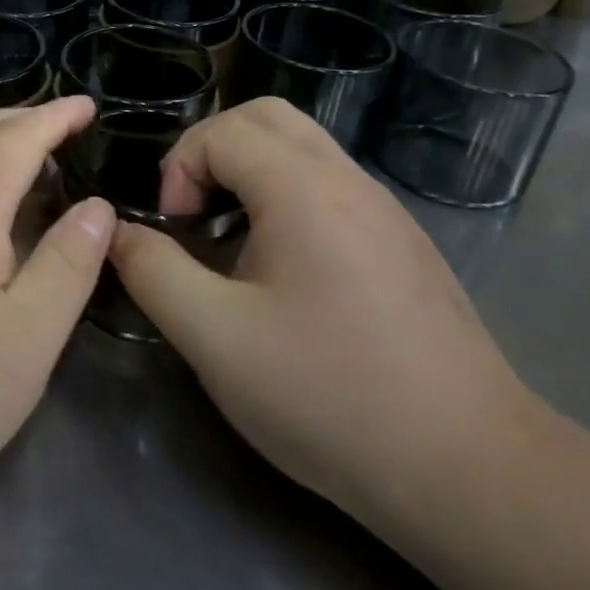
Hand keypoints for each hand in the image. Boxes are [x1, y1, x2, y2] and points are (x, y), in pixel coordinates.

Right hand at [108, 98, 534, 523]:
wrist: (473, 472)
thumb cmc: (329, 395)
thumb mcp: (213, 337)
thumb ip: (152, 272)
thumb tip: (116, 232)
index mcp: (303, 190)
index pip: (222, 131)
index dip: (180, 168)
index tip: (175, 230)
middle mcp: (350, 183)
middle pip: (267, 117)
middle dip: (212, 149)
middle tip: (193, 210)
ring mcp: (386, 213)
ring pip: (304, 148)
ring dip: (251, 171)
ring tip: (230, 236)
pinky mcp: (405, 247)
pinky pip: (332, 187)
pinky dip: (287, 196)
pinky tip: (283, 270)